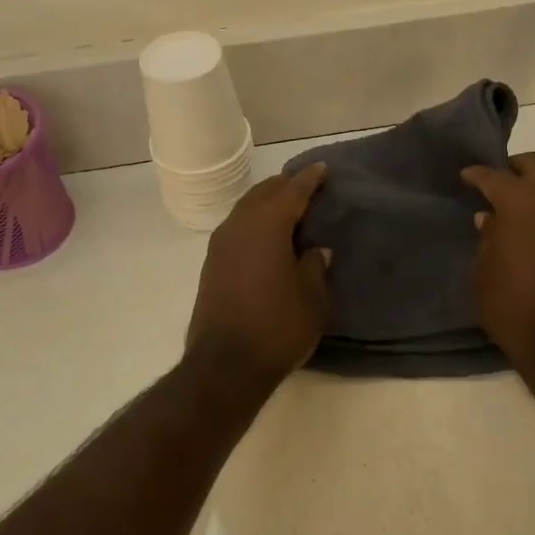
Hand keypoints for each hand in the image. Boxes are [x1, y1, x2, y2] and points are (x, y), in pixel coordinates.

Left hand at [185, 163, 332, 389]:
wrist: (225, 365)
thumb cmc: (277, 327)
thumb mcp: (312, 298)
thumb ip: (315, 266)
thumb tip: (316, 250)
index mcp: (267, 225)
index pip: (292, 191)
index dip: (309, 179)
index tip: (322, 169)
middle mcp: (239, 226)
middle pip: (264, 193)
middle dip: (285, 186)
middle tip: (307, 185)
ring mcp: (220, 245)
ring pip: (246, 209)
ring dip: (267, 203)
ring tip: (288, 207)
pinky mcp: (211, 265)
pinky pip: (237, 228)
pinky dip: (254, 222)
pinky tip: (267, 235)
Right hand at [461, 153, 534, 370]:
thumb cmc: (511, 303)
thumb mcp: (483, 270)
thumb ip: (487, 237)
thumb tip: (489, 218)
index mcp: (519, 199)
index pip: (493, 176)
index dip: (476, 175)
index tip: (466, 177)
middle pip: (534, 164)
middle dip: (513, 169)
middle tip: (497, 184)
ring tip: (523, 201)